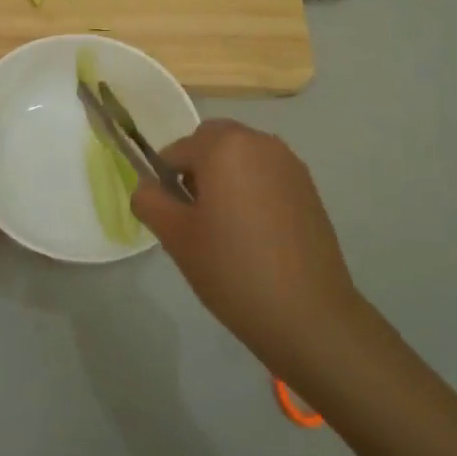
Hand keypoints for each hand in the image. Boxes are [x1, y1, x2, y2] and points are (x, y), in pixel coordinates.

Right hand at [130, 120, 365, 374]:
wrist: (307, 313)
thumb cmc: (232, 269)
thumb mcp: (175, 236)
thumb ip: (150, 201)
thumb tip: (148, 187)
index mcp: (224, 146)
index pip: (177, 150)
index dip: (166, 181)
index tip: (173, 219)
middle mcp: (259, 142)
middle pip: (213, 142)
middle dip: (197, 169)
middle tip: (197, 218)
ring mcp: (289, 164)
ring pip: (241, 156)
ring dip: (226, 178)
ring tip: (227, 228)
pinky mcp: (309, 187)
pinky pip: (266, 174)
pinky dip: (252, 190)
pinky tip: (256, 235)